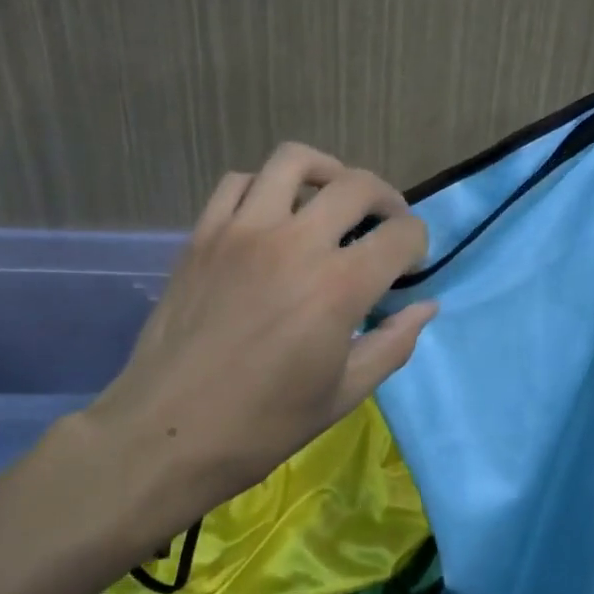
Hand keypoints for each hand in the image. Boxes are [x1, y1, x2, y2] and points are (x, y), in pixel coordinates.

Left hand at [83, 144, 434, 525]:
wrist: (166, 432)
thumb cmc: (262, 425)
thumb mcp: (343, 395)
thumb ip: (392, 343)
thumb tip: (427, 306)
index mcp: (338, 286)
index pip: (400, 235)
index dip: (417, 244)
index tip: (410, 264)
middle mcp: (294, 242)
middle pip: (357, 185)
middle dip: (387, 199)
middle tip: (385, 224)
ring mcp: (242, 230)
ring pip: (294, 161)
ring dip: (327, 172)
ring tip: (331, 198)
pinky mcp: (203, 233)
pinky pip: (238, 181)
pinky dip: (264, 186)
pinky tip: (271, 214)